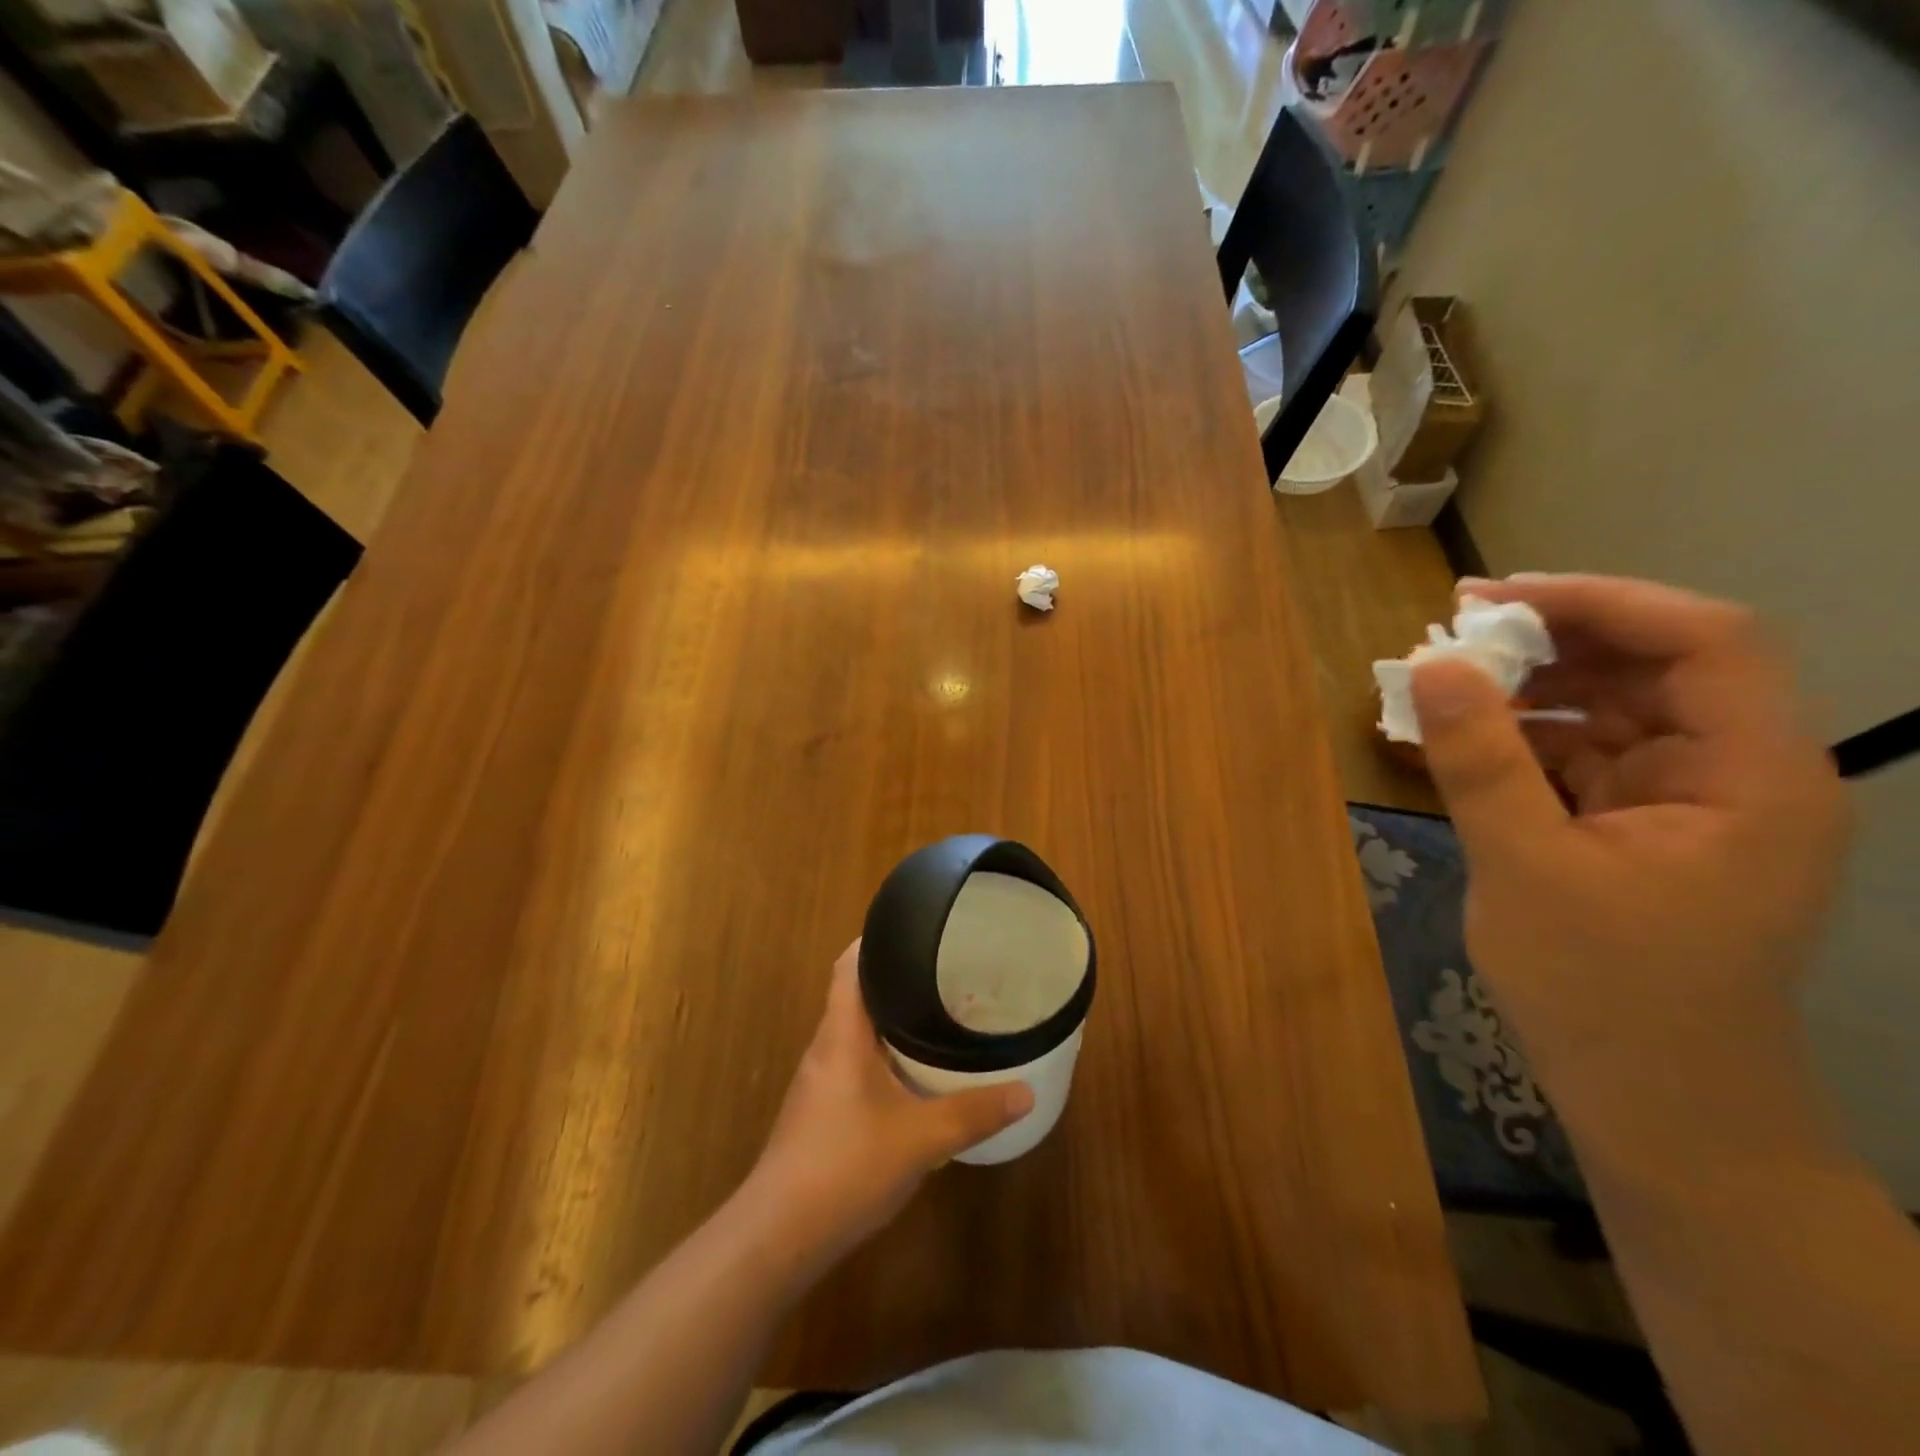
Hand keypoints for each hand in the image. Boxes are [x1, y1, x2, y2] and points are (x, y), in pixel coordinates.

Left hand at [747, 940, 1033, 1267]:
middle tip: (947, 972)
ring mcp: (820, 1081)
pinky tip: (916, 1075)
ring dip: (893, 1021)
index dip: (877, 940)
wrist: (778, 1236)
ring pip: (858, 1033)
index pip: (850, 965)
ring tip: (940, 1015)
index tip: (917, 930)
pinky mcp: (822, 1111)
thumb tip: (1025, 1092)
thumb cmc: (845, 1167)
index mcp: (841, 1034)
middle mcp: (826, 1047)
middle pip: (858, 994)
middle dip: (899, 980)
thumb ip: (973, 1113)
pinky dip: (886, 1056)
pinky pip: (857, 1064)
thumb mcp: (920, 1139)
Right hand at [1410, 574, 1846, 1090]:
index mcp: (1752, 776)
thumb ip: (1480, 760)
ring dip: (1531, 689)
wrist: (1658, 1107)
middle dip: (1553, 641)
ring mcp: (1689, 803)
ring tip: (1444, 684)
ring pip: (1614, 709)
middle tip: (1449, 634)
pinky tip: (1463, 742)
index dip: (1597, 601)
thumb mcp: (1527, 868)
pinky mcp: (1643, 829)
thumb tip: (1432, 664)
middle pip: (1655, 666)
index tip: (1487, 600)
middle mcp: (1737, 774)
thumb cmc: (1607, 993)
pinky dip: (1525, 740)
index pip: (1701, 640)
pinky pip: (1586, 757)